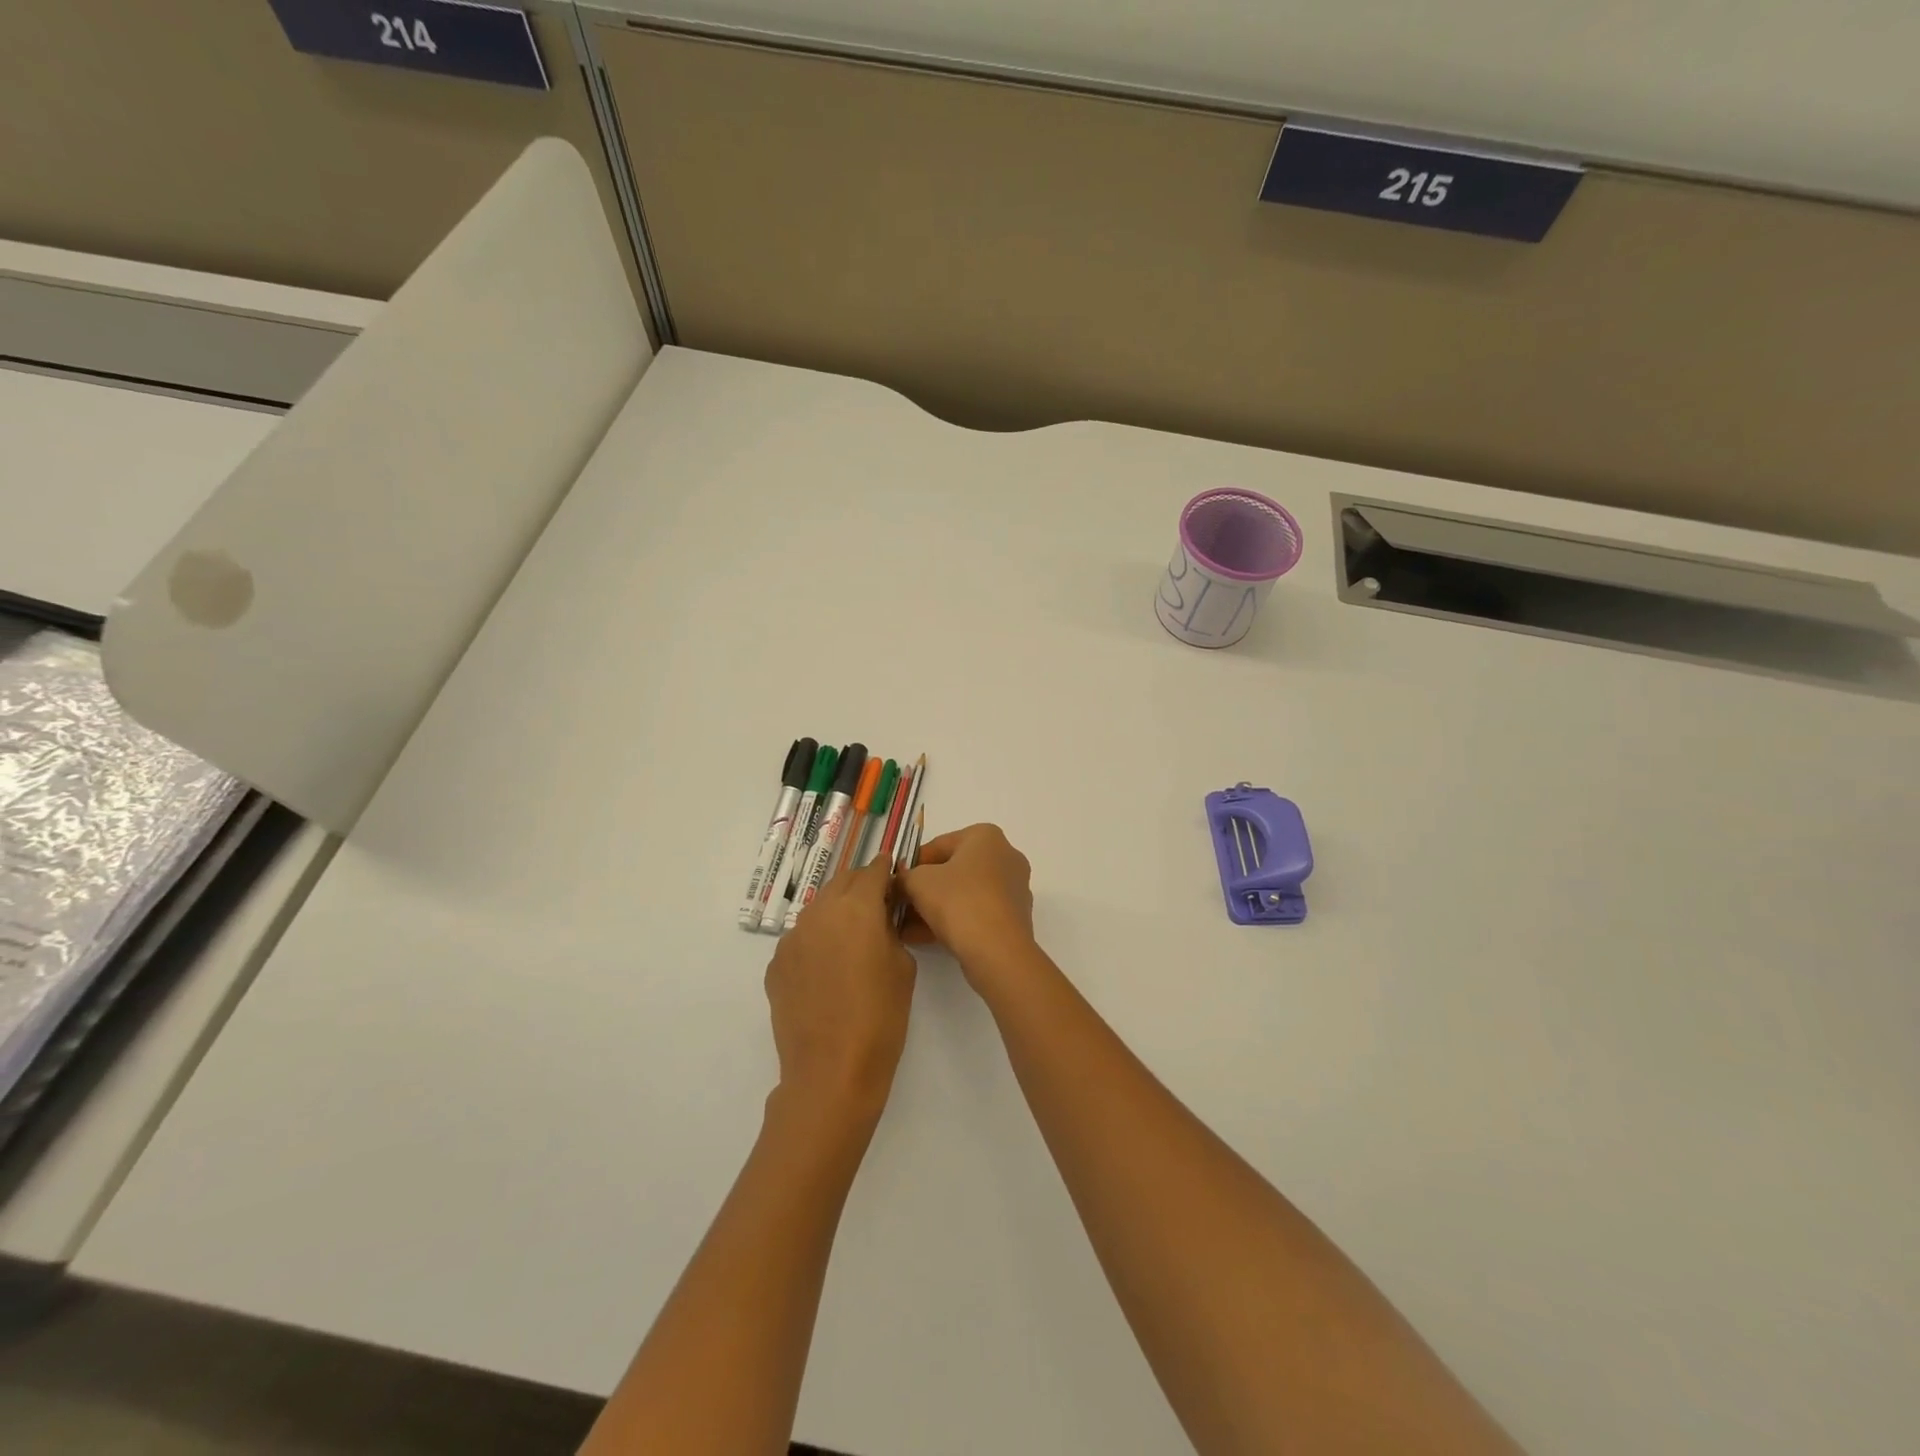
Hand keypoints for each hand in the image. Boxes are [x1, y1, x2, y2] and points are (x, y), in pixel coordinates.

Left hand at [765, 858, 916, 1128]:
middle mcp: (819, 913)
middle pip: (842, 882)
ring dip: (837, 913)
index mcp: (856, 907)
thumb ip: (890, 929)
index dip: (887, 869)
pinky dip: (817, 942)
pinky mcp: (776, 965)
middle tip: (878, 905)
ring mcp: (792, 938)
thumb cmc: (880, 1017)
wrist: (831, 1071)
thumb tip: (880, 918)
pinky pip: (801, 939)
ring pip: (819, 909)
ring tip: (852, 940)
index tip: (896, 873)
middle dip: (861, 886)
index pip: (873, 871)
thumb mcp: (903, 966)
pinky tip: (828, 971)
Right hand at [897, 824, 1036, 981]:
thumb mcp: (918, 882)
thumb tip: (901, 880)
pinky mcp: (1014, 916)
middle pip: (953, 870)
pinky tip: (923, 938)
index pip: (939, 845)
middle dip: (923, 889)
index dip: (912, 864)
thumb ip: (905, 876)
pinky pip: (976, 912)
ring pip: (964, 894)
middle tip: (899, 905)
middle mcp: (1005, 856)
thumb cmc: (958, 902)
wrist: (997, 951)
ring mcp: (1013, 888)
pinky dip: (952, 921)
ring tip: (906, 927)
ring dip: (934, 908)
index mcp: (986, 836)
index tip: (895, 882)